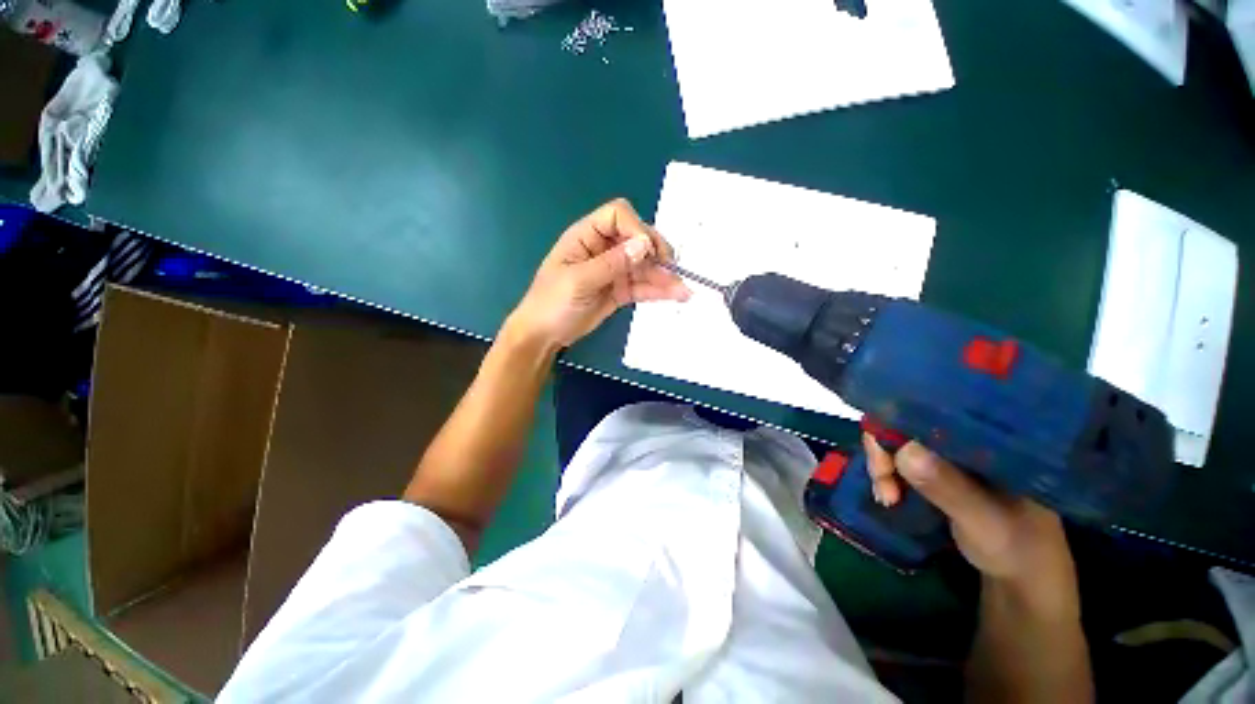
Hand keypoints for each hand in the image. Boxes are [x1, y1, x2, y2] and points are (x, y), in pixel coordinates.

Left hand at [506, 199, 690, 349]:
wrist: (544, 335)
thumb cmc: (552, 303)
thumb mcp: (579, 281)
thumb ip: (611, 263)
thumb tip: (644, 245)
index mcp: (586, 236)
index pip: (618, 216)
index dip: (636, 228)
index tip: (646, 252)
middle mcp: (603, 248)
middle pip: (637, 238)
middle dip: (656, 252)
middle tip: (670, 268)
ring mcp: (613, 270)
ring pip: (644, 265)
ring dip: (663, 275)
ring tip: (682, 290)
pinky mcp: (620, 290)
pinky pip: (642, 286)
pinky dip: (658, 290)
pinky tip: (676, 296)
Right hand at [863, 435, 1074, 590]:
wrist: (1023, 579)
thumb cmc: (1018, 548)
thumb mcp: (984, 520)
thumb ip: (947, 487)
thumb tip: (904, 450)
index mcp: (989, 437)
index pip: (935, 411)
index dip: (900, 423)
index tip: (884, 452)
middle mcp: (967, 439)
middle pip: (909, 425)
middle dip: (885, 451)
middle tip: (882, 482)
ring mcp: (952, 456)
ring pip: (900, 444)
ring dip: (884, 467)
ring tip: (887, 498)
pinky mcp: (940, 472)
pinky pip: (902, 462)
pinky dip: (888, 476)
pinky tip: (889, 496)